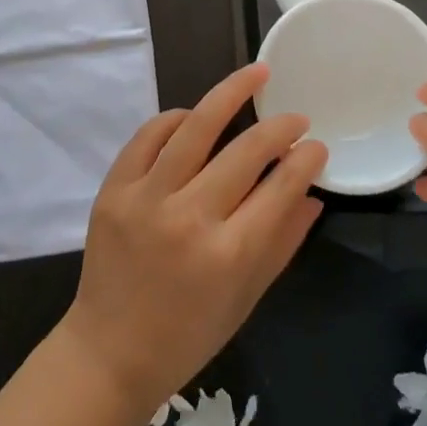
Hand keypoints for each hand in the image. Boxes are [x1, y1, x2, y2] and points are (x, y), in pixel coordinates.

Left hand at [56, 63, 326, 417]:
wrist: (109, 352)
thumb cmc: (189, 334)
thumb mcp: (247, 297)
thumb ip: (283, 242)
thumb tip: (312, 193)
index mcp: (228, 255)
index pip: (280, 187)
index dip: (306, 159)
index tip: (317, 146)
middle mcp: (189, 218)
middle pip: (246, 151)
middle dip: (280, 127)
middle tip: (296, 117)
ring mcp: (146, 199)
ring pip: (196, 127)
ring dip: (231, 93)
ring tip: (257, 73)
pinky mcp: (114, 190)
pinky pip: (148, 136)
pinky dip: (176, 118)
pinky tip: (196, 115)